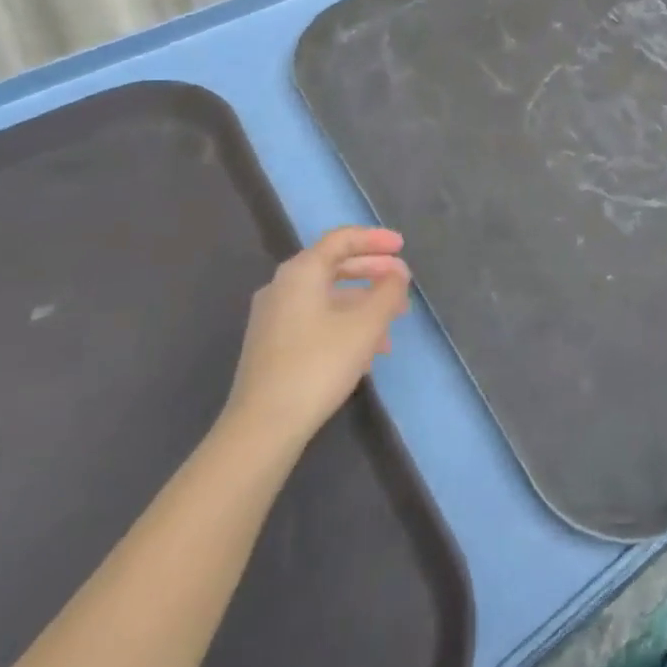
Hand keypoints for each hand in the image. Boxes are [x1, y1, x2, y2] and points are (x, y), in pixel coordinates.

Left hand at [221, 228, 410, 449]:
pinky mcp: (271, 346)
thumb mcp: (367, 324)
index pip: (342, 239)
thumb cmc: (319, 363)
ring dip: (362, 303)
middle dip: (373, 272)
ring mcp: (273, 318)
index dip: (375, 239)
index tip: (403, 247)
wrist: (263, 427)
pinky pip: (315, 319)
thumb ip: (388, 291)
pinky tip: (366, 350)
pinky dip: (344, 322)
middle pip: (334, 265)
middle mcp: (282, 287)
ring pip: (327, 296)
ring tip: (392, 324)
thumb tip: (397, 274)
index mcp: (301, 271)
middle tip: (402, 283)